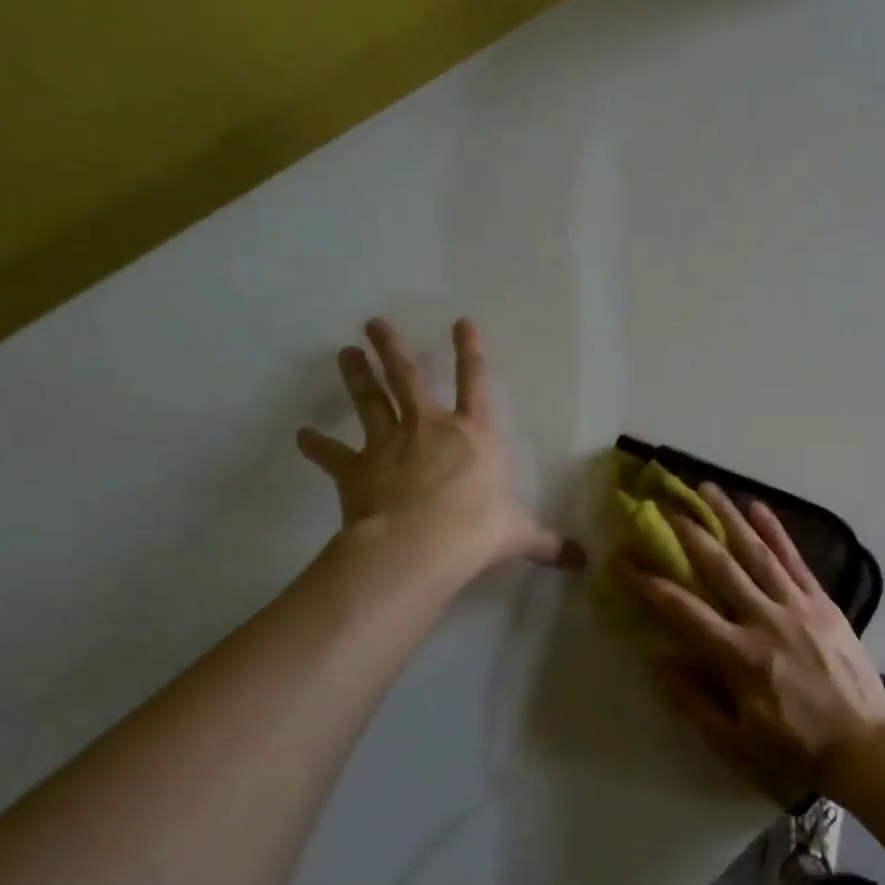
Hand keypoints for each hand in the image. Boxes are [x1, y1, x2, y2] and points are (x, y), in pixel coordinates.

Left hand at [296, 317, 583, 585]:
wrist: (419, 545)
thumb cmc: (477, 529)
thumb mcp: (519, 535)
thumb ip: (546, 544)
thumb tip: (583, 563)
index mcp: (475, 435)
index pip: (475, 383)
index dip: (471, 351)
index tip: (461, 322)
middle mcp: (430, 427)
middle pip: (408, 378)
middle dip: (393, 348)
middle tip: (375, 323)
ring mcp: (389, 444)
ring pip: (370, 400)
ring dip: (357, 375)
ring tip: (345, 352)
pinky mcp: (356, 469)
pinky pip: (332, 454)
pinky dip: (316, 445)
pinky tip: (302, 436)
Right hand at [621, 483, 884, 804]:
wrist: (862, 745)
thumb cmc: (792, 748)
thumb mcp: (733, 741)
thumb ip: (693, 699)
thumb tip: (657, 659)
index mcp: (737, 655)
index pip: (683, 610)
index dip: (649, 583)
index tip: (624, 559)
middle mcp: (764, 619)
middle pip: (719, 567)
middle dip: (688, 533)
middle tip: (665, 504)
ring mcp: (796, 605)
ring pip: (757, 552)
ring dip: (729, 518)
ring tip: (708, 488)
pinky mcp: (822, 602)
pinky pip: (795, 560)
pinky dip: (776, 532)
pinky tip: (759, 507)